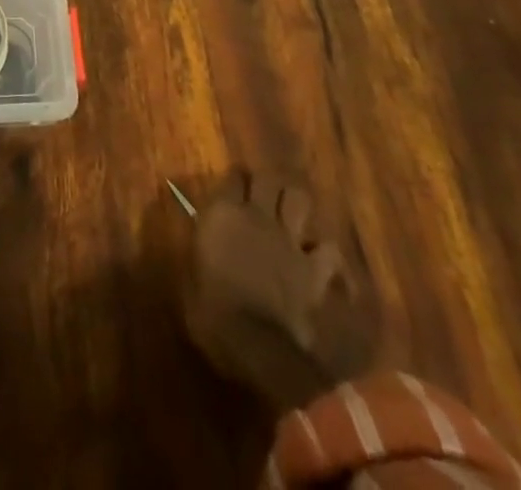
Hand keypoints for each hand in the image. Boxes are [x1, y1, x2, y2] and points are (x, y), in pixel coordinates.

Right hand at [184, 170, 374, 406]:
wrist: (254, 344)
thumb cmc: (211, 309)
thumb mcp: (191, 271)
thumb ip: (202, 244)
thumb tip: (205, 234)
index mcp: (223, 213)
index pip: (232, 176)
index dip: (235, 180)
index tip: (233, 186)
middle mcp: (257, 216)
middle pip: (268, 179)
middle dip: (267, 183)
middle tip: (262, 193)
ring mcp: (289, 240)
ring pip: (299, 199)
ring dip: (295, 204)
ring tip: (291, 214)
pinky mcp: (314, 268)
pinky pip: (329, 249)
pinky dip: (326, 252)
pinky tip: (322, 259)